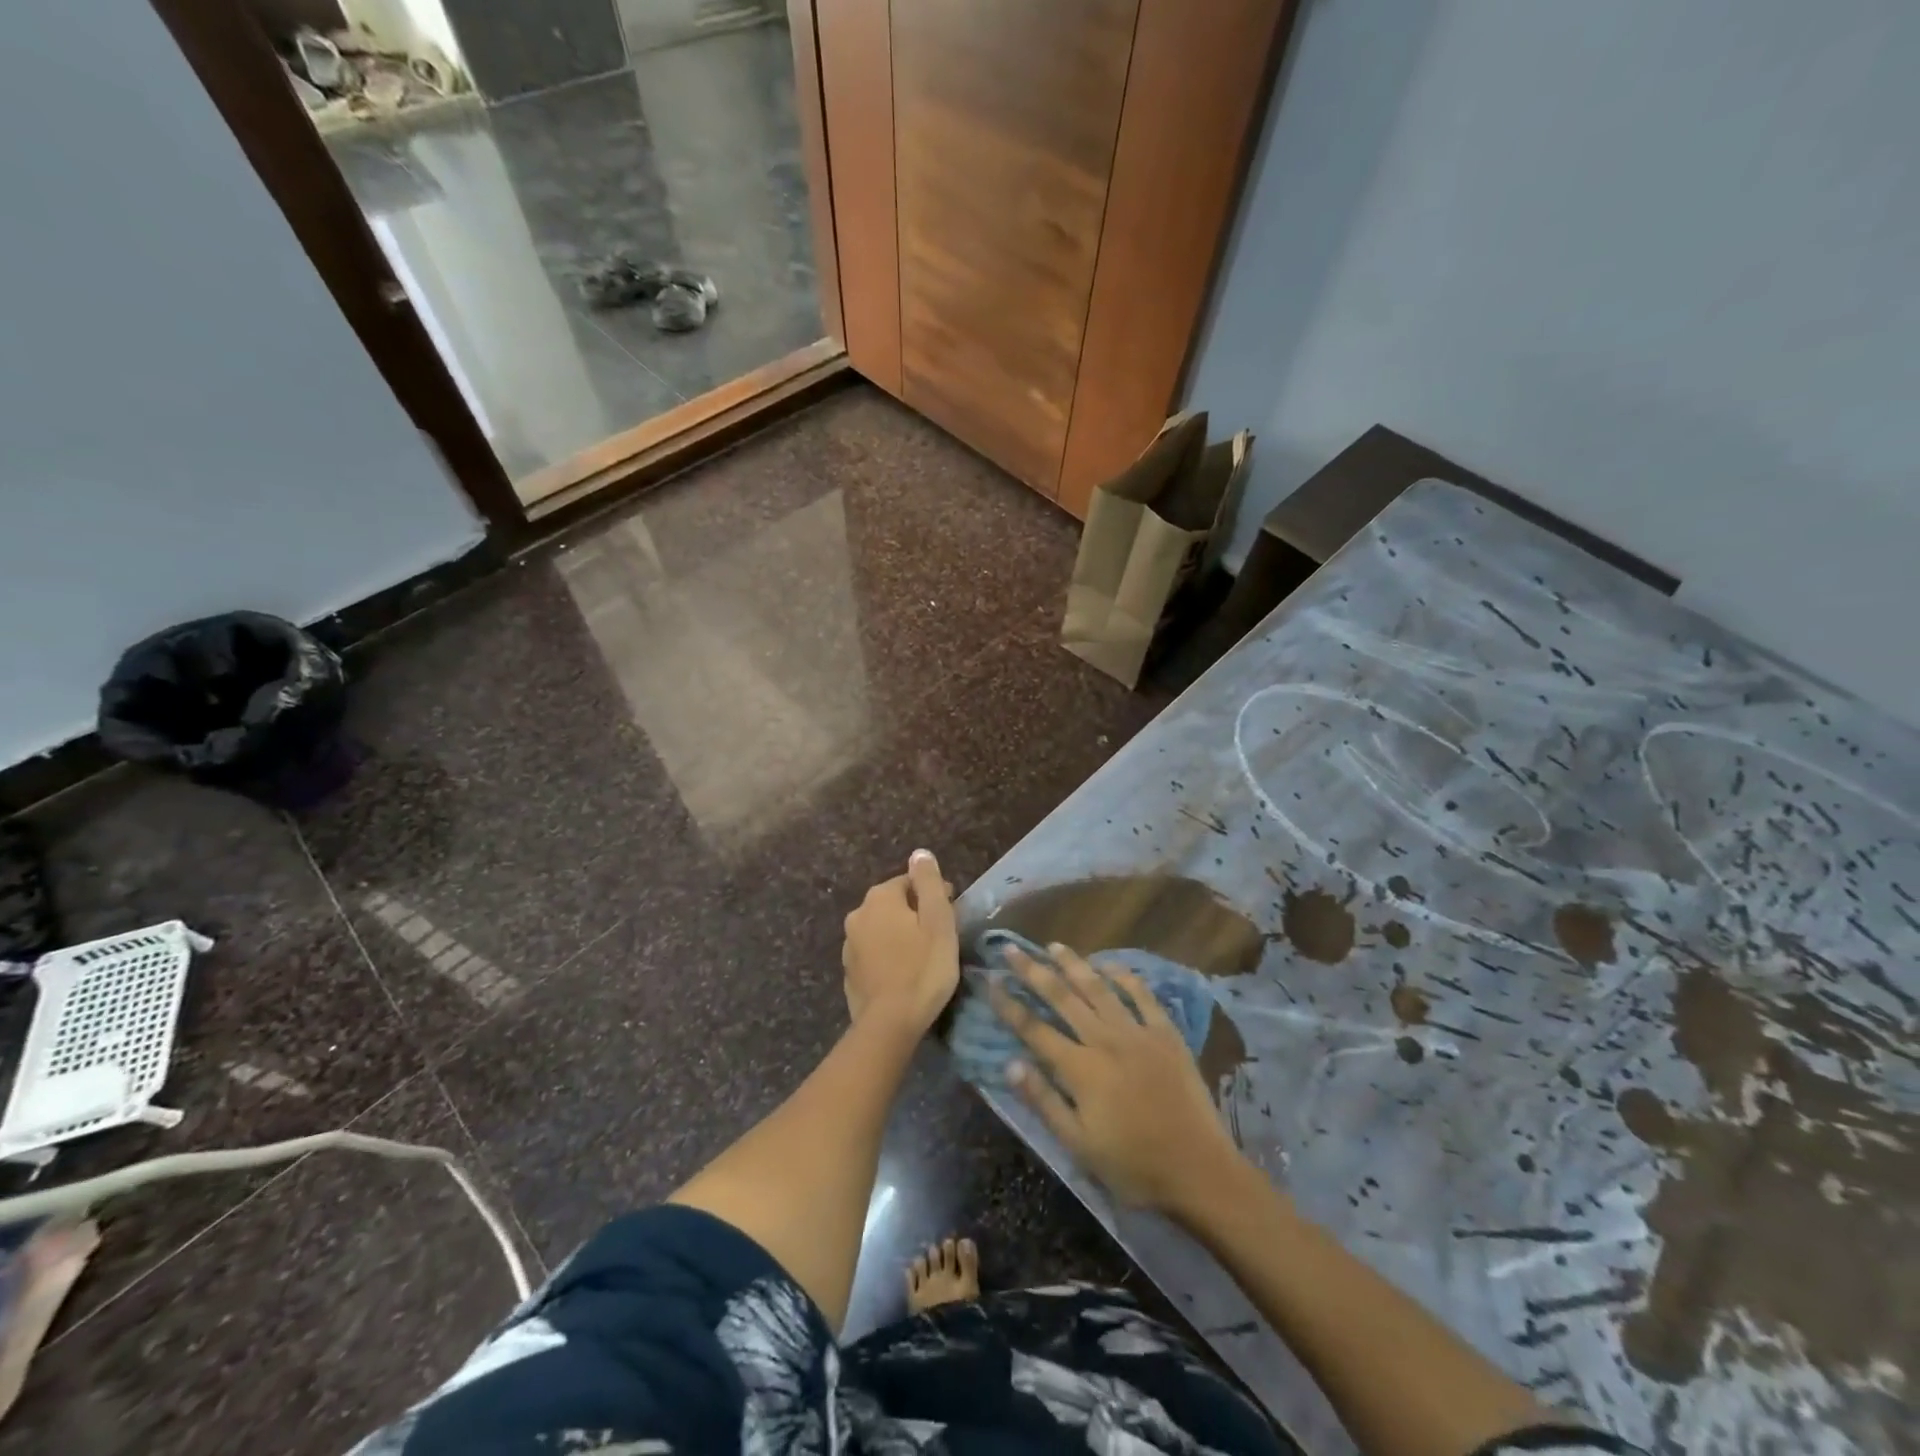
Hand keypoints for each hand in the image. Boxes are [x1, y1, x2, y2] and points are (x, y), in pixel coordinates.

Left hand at [842, 851, 959, 1033]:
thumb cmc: (923, 968)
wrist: (889, 1024)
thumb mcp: (938, 921)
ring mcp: (849, 945)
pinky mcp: (849, 971)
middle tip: (940, 936)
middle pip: (894, 904)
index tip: (952, 915)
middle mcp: (858, 914)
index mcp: (879, 898)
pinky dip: (888, 956)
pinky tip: (903, 973)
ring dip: (900, 935)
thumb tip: (919, 853)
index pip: (910, 882)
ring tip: (923, 956)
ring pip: (882, 929)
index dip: (934, 895)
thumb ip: (929, 883)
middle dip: (915, 913)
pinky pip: (874, 953)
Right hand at [991, 944, 1238, 1210]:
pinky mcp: (1166, 1034)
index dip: (1009, 1004)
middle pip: (1062, 998)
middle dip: (1033, 971)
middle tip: (1011, 949)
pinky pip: (1142, 996)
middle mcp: (1105, 1040)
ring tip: (1054, 946)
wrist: (1199, 1169)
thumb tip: (1010, 1065)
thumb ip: (1044, 1101)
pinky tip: (1109, 965)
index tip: (990, 981)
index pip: (1034, 1029)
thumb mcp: (1079, 1145)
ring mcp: (1137, 1032)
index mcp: (1080, 1069)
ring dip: (1074, 965)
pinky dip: (1123, 977)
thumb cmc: (1133, 1166)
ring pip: (1099, 988)